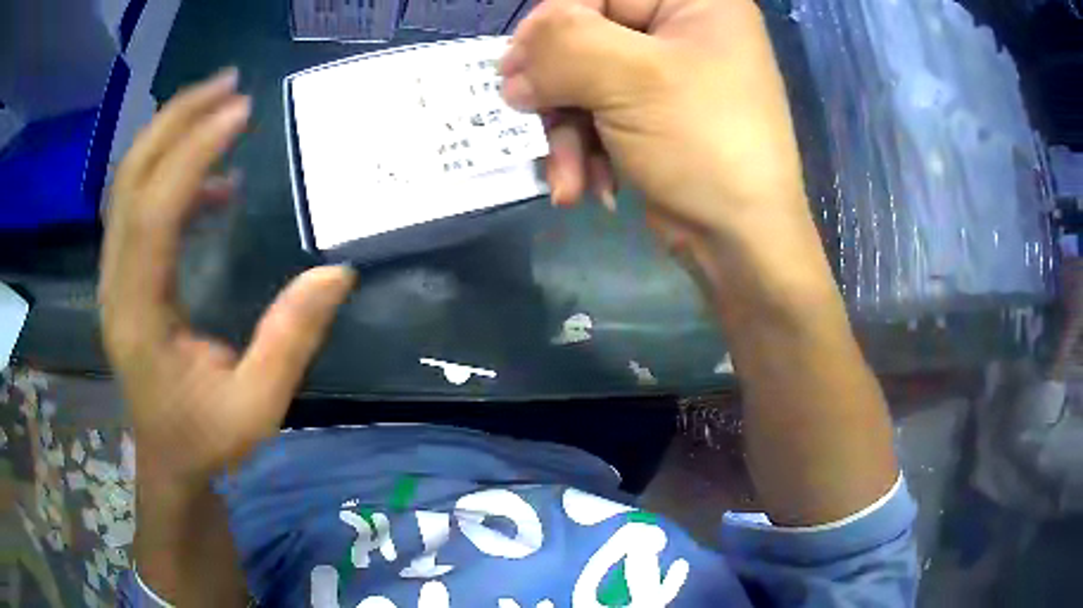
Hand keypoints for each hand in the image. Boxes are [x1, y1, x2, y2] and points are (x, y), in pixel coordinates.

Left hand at [99, 68, 355, 485]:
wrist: (168, 462)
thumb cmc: (206, 441)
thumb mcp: (257, 407)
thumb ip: (290, 341)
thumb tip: (336, 272)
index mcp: (140, 315)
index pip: (154, 213)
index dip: (193, 153)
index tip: (241, 110)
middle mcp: (116, 285)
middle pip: (130, 180)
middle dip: (175, 121)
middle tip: (226, 84)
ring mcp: (116, 277)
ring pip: (128, 186)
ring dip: (170, 137)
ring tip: (220, 108)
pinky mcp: (125, 276)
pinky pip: (140, 207)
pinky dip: (174, 177)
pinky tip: (214, 183)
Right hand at [500, 0, 808, 247]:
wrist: (741, 243)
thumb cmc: (703, 145)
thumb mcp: (631, 80)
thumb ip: (561, 47)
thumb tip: (513, 65)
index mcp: (694, 2)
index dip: (552, 22)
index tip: (517, 66)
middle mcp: (681, 31)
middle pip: (587, 36)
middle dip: (557, 88)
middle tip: (526, 116)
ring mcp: (666, 77)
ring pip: (585, 82)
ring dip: (566, 134)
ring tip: (567, 177)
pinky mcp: (652, 118)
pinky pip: (598, 116)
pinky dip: (583, 153)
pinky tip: (585, 188)